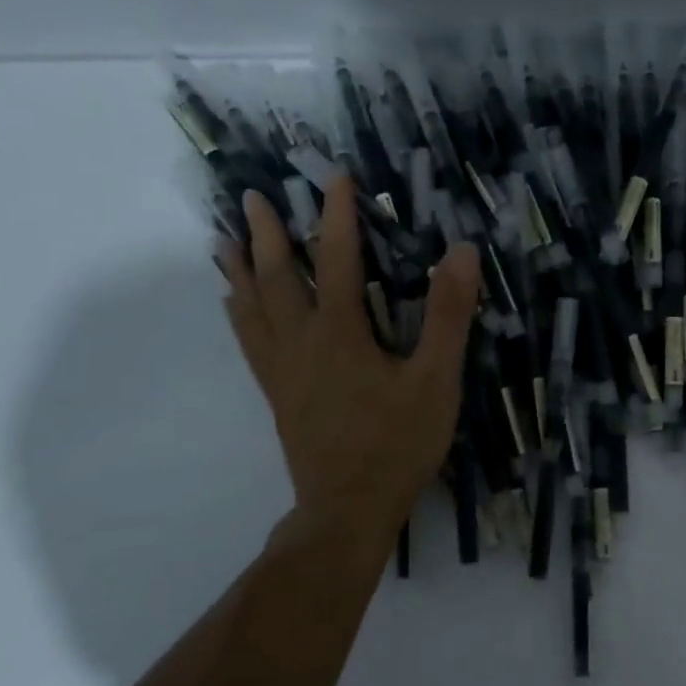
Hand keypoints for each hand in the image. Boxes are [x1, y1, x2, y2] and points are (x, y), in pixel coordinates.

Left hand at [221, 178, 480, 544]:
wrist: (349, 507)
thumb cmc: (398, 443)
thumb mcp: (436, 379)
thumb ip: (447, 314)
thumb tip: (460, 251)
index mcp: (339, 331)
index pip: (335, 259)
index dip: (337, 216)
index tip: (335, 178)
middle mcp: (300, 341)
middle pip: (276, 276)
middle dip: (267, 234)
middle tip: (253, 197)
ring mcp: (282, 369)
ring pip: (252, 307)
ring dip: (240, 268)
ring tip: (225, 238)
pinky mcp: (277, 393)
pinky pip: (249, 341)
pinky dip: (239, 312)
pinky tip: (233, 304)